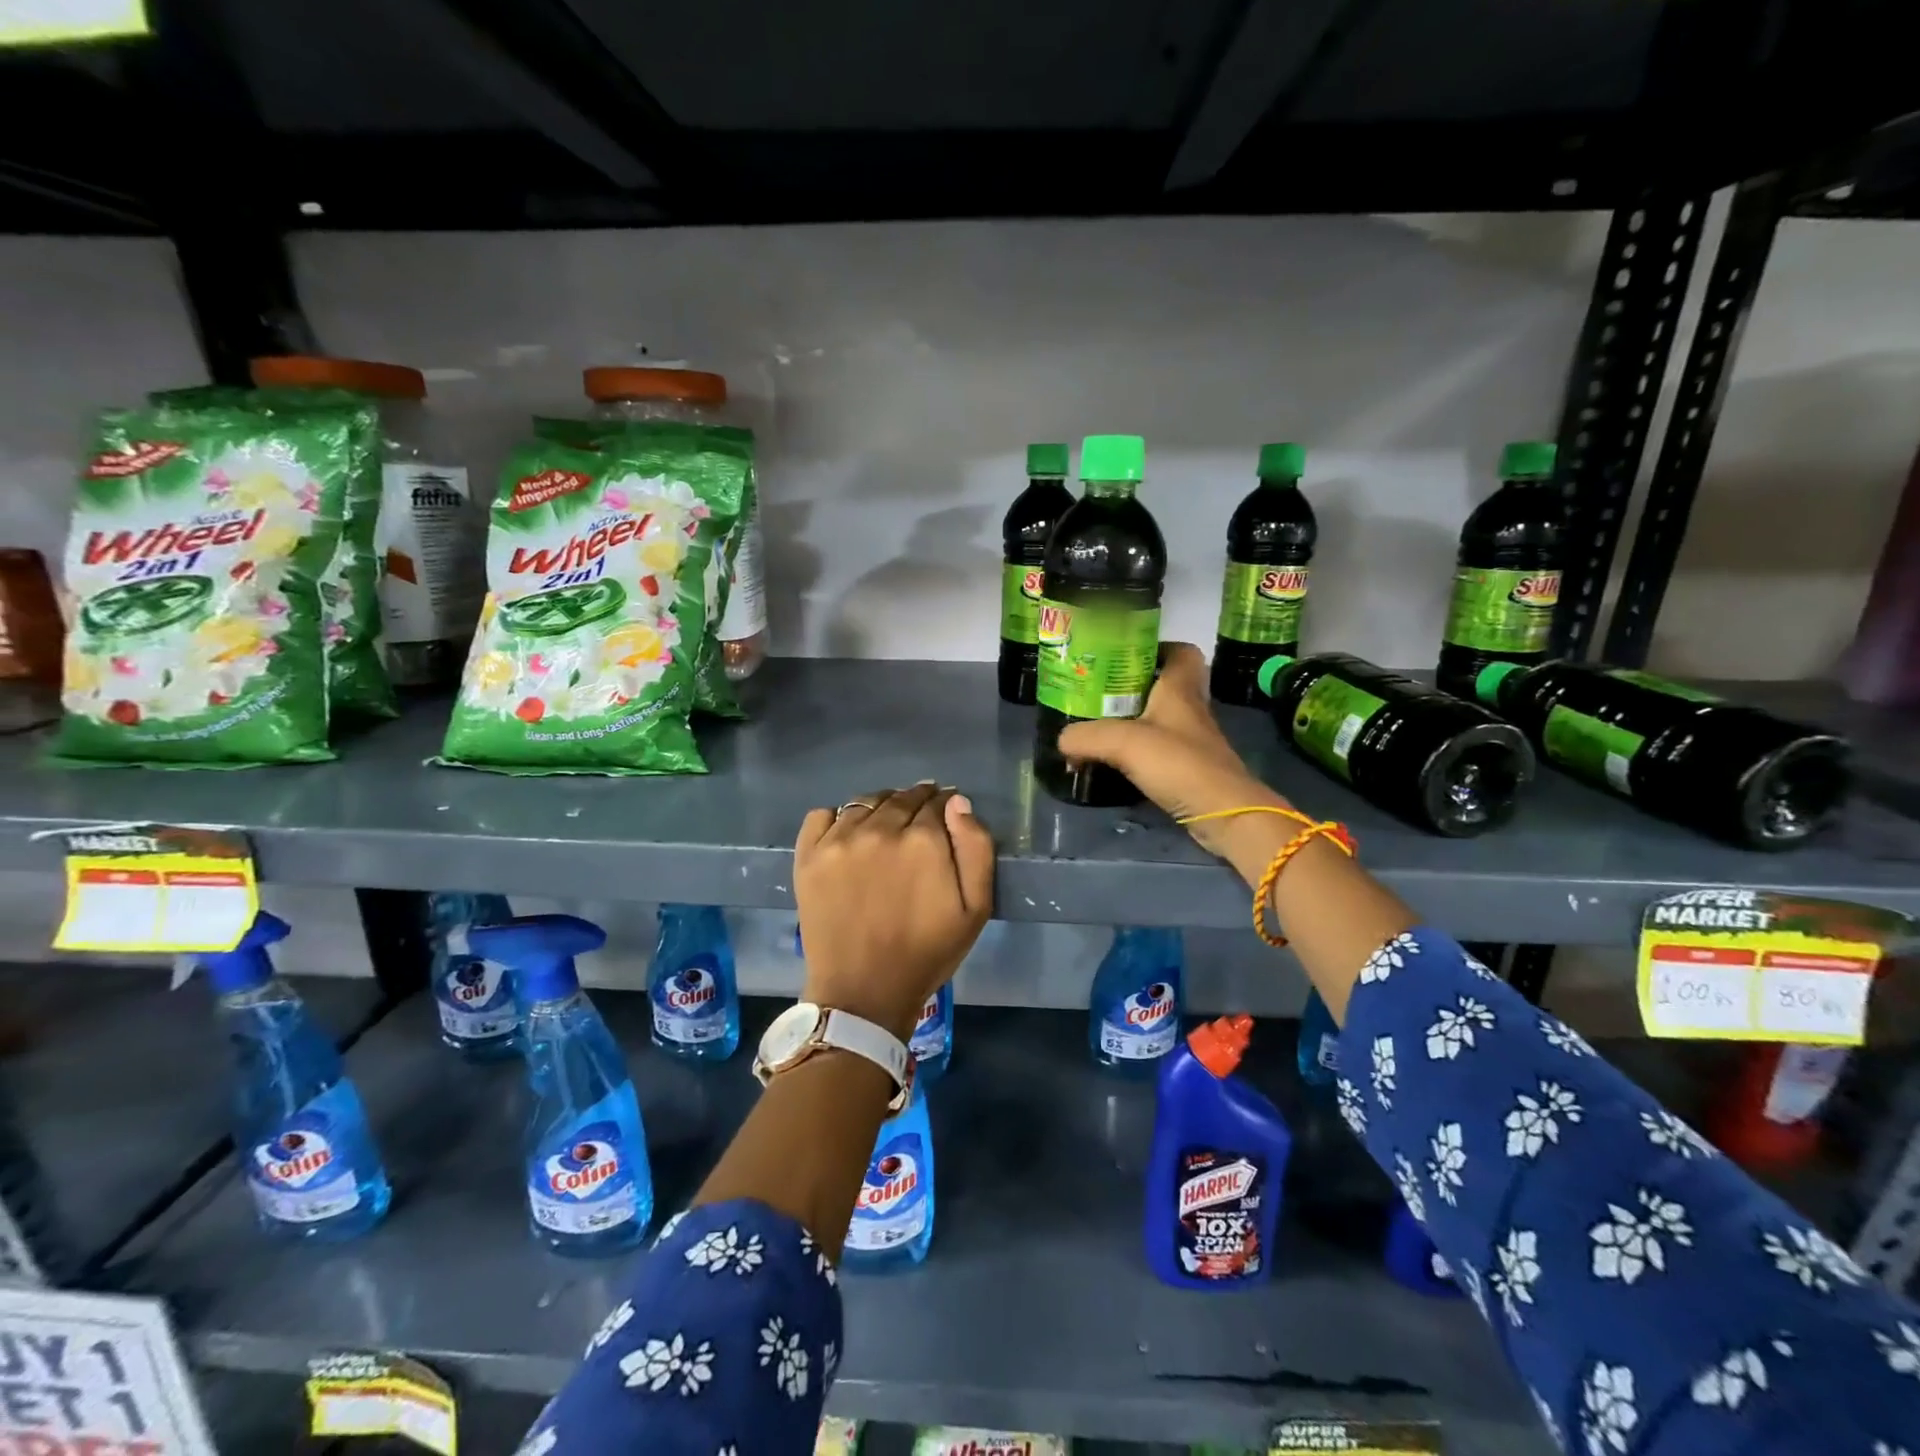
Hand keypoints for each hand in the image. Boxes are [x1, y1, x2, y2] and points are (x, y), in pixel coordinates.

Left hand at [793, 783, 994, 1042]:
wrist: (863, 992)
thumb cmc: (926, 953)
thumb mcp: (975, 908)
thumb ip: (976, 848)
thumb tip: (957, 802)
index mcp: (923, 839)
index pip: (937, 802)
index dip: (944, 806)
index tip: (945, 816)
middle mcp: (879, 829)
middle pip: (901, 798)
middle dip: (915, 803)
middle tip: (918, 822)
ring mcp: (839, 840)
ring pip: (864, 803)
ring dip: (880, 807)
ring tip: (885, 826)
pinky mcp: (809, 856)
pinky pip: (821, 815)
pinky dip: (837, 817)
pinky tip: (847, 835)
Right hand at [1058, 642, 1290, 862]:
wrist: (1223, 813)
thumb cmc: (1179, 764)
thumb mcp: (1123, 743)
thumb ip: (1086, 736)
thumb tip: (1062, 740)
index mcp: (1180, 689)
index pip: (1180, 652)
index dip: (1156, 647)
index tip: (1123, 655)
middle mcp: (1189, 709)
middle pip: (1164, 685)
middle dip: (1132, 686)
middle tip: (1097, 692)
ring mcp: (1191, 741)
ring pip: (1160, 719)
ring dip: (1132, 721)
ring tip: (1097, 726)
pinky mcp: (1188, 769)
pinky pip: (1159, 750)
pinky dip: (1136, 752)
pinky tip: (1112, 760)